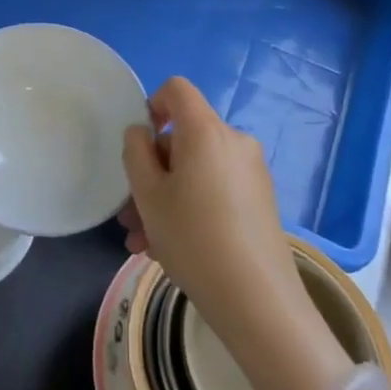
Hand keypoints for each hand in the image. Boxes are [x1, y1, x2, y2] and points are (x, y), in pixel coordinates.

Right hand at [120, 77, 350, 389]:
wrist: (257, 300)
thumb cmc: (193, 237)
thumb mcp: (148, 194)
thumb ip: (136, 153)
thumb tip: (141, 133)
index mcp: (206, 131)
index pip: (177, 89)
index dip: (151, 105)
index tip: (138, 144)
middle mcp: (234, 142)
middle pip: (183, 139)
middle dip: (151, 172)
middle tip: (130, 214)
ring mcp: (251, 173)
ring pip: (195, 171)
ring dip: (165, 198)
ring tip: (143, 241)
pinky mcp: (260, 201)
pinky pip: (214, 190)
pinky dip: (190, 207)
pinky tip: (169, 248)